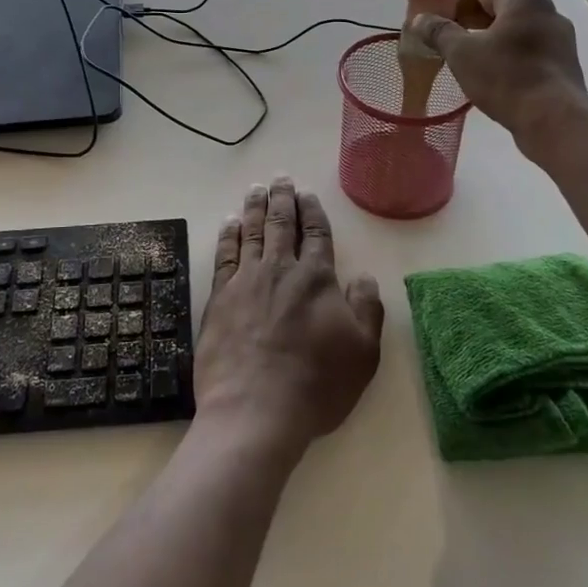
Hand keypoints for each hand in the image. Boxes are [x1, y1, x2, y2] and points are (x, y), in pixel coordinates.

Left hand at [196, 178, 383, 460]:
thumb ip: (367, 308)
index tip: (306, 193)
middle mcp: (281, 269)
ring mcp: (247, 280)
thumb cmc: (317, 384)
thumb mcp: (363, 352)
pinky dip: (228, 234)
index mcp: (317, 278)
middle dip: (282, 198)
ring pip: (252, 231)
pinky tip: (229, 222)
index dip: (312, 210)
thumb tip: (364, 275)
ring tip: (255, 188)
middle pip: (282, 223)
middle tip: (279, 177)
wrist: (255, 409)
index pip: (316, 233)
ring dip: (254, 207)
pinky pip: (225, 254)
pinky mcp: (220, 296)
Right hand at [410, 0, 587, 164]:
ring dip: (489, 41)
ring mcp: (561, 39)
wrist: (554, 121)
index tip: (438, 26)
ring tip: (468, 63)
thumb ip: (438, 31)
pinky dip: (508, 57)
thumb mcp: (461, 53)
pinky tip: (493, 78)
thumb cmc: (505, 77)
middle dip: (470, 23)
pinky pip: (529, 51)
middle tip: (448, 44)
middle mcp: (548, 12)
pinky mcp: (565, 65)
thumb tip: (419, 19)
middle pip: (500, 9)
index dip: (454, 4)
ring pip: (515, 31)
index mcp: (524, 0)